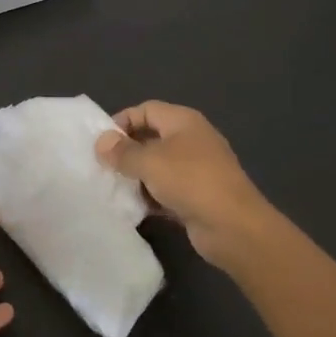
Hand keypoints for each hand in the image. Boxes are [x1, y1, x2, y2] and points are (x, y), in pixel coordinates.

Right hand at [96, 101, 274, 269]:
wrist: (233, 226)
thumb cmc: (190, 181)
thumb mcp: (149, 162)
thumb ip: (122, 151)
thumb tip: (101, 142)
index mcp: (184, 121)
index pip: (146, 110)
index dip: (122, 121)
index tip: (101, 142)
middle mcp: (192, 140)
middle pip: (152, 137)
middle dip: (127, 151)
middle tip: (103, 166)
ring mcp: (197, 169)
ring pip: (159, 166)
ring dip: (137, 176)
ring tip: (113, 188)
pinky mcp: (198, 196)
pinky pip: (167, 190)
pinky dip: (151, 196)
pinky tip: (134, 208)